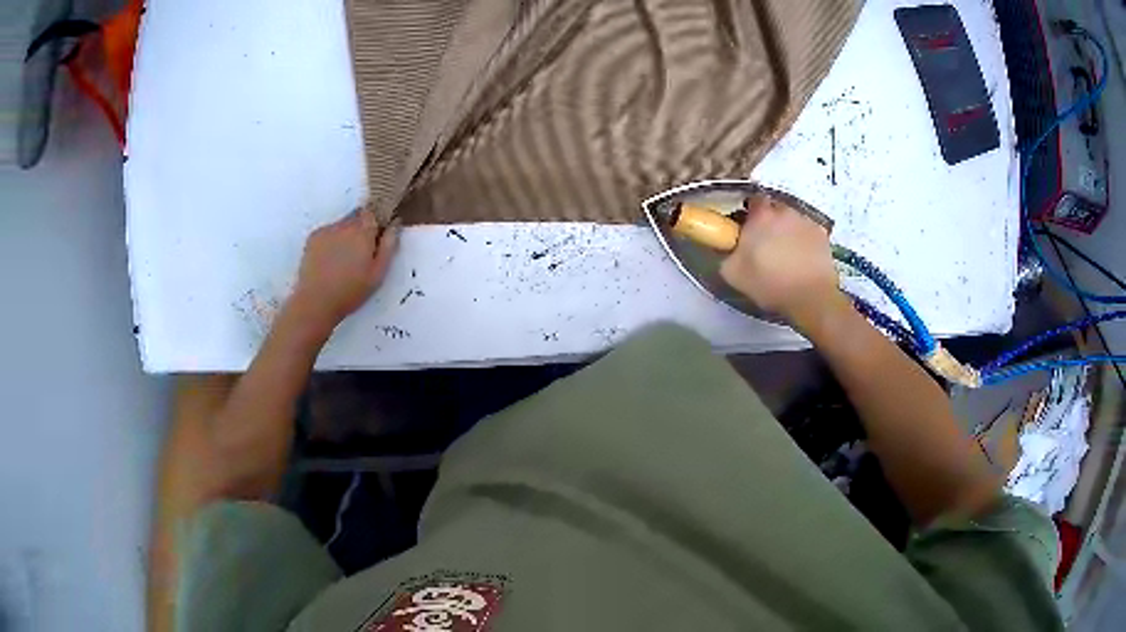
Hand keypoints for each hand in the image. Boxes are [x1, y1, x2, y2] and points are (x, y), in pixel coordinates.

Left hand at [290, 208, 398, 331]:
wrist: (316, 301)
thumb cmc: (351, 291)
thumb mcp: (378, 273)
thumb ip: (389, 245)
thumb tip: (395, 223)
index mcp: (363, 232)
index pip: (372, 212)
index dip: (375, 222)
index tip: (375, 237)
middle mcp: (345, 225)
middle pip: (356, 216)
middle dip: (360, 229)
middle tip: (359, 253)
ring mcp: (327, 230)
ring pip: (341, 224)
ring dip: (345, 235)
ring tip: (342, 259)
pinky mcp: (313, 237)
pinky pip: (327, 232)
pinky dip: (330, 240)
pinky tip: (328, 260)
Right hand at [719, 196, 843, 327]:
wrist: (810, 297)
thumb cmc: (769, 283)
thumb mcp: (733, 273)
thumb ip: (727, 253)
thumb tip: (729, 247)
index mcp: (761, 216)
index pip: (753, 200)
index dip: (750, 213)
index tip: (748, 228)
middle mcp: (784, 211)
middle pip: (775, 209)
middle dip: (770, 221)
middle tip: (766, 243)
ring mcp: (806, 221)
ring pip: (792, 220)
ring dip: (788, 230)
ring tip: (787, 253)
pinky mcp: (822, 234)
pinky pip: (808, 232)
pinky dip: (805, 240)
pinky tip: (803, 258)